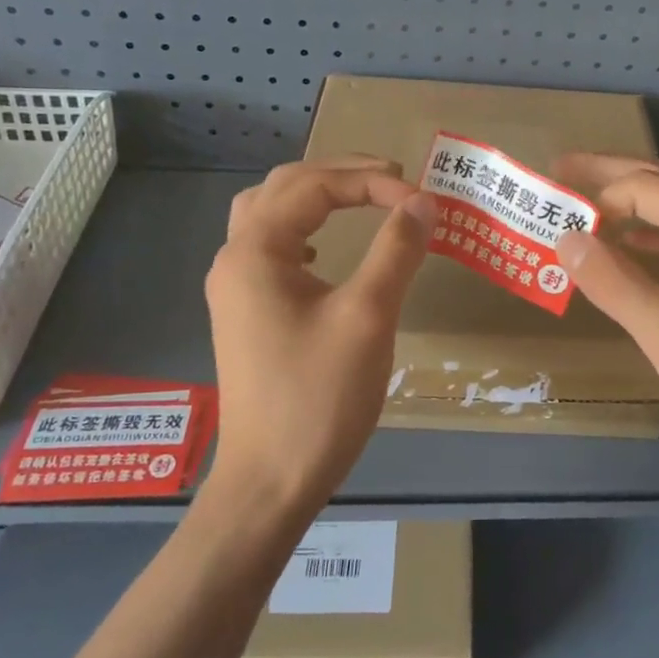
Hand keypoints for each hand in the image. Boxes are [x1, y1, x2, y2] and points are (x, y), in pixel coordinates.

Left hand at [204, 157, 435, 511]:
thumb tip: (424, 202)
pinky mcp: (245, 312)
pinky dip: (302, 228)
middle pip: (285, 187)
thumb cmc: (318, 398)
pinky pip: (270, 245)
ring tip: (361, 197)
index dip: (373, 184)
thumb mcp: (367, 317)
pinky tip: (325, 250)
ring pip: (270, 212)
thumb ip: (396, 250)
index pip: (316, 187)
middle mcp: (235, 258)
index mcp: (256, 251)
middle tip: (395, 179)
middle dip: (342, 174)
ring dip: (316, 195)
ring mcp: (235, 287)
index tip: (423, 202)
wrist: (270, 482)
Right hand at [553, 154, 658, 484]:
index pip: (647, 188)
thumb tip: (566, 238)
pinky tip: (632, 246)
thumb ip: (614, 282)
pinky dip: (657, 234)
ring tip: (591, 199)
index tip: (555, 210)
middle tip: (564, 167)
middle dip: (614, 173)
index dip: (599, 195)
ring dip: (636, 199)